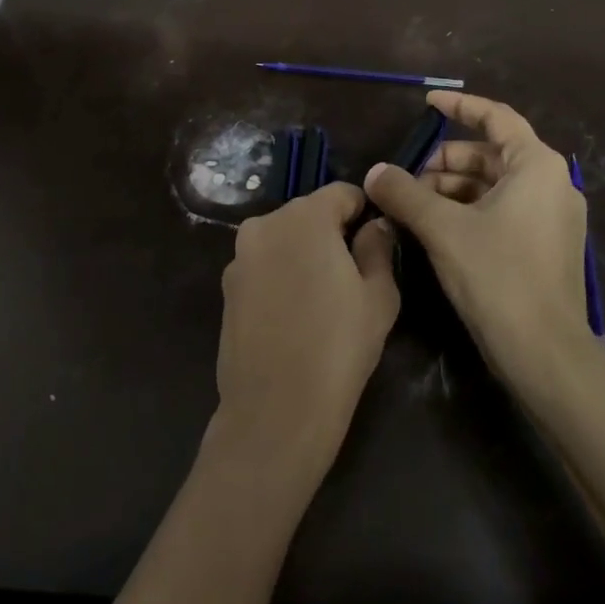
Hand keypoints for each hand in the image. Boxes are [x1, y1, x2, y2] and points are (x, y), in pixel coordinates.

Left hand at [213, 182, 399, 480]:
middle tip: (354, 271)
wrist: (276, 410)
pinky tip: (294, 312)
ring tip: (323, 295)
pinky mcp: (226, 287)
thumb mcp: (378, 295)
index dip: (364, 211)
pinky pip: (263, 264)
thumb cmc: (339, 348)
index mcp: (304, 218)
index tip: (377, 240)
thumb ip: (377, 248)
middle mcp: (265, 225)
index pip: (342, 193)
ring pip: (283, 238)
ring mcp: (239, 256)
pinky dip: (281, 274)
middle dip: (332, 232)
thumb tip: (375, 225)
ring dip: (304, 253)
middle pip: (308, 213)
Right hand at [365, 91, 596, 392]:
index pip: (496, 117)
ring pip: (495, 185)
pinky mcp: (548, 246)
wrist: (546, 354)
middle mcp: (552, 183)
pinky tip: (437, 229)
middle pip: (491, 154)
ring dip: (453, 190)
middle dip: (446, 162)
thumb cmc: (498, 277)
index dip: (459, 106)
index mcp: (536, 166)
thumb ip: (405, 194)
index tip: (427, 104)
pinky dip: (470, 210)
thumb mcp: (443, 229)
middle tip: (407, 178)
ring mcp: (553, 217)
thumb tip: (374, 172)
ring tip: (413, 207)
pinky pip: (504, 211)